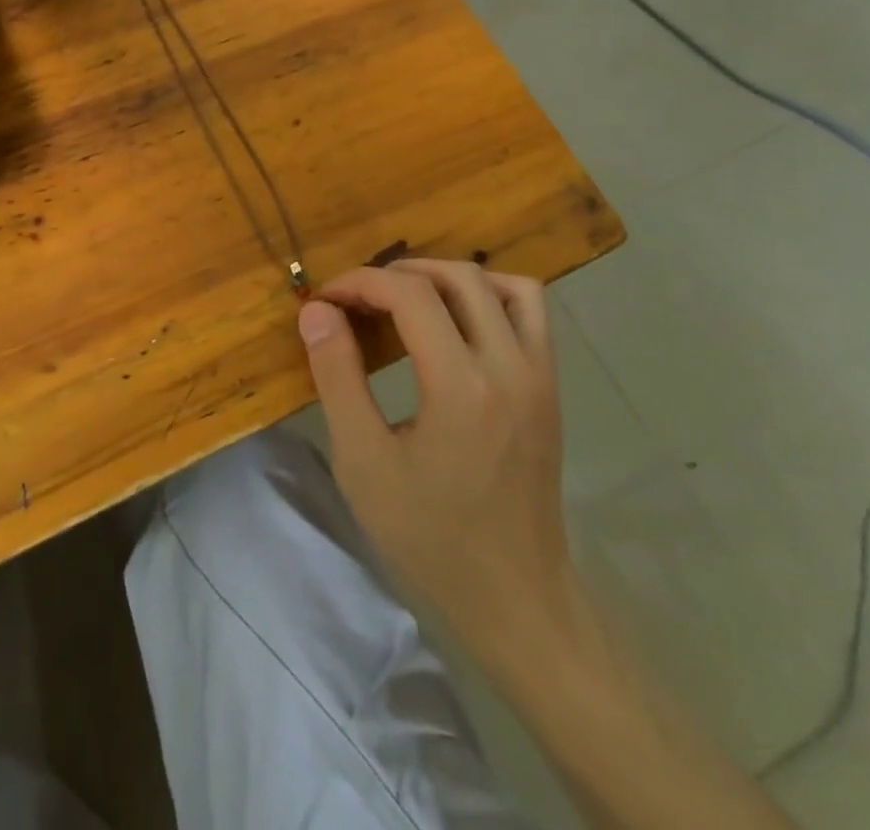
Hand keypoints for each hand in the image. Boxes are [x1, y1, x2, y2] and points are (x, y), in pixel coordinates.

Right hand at [299, 259, 570, 642]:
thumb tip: (317, 311)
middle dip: (399, 273)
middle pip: (457, 277)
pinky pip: (530, 311)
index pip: (410, 294)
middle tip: (359, 298)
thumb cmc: (429, 536)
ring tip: (409, 299)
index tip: (326, 298)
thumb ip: (337, 377)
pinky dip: (490, 295)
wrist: (515, 596)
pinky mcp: (551, 386)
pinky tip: (458, 322)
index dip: (361, 282)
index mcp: (461, 386)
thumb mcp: (363, 462)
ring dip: (449, 278)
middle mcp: (510, 365)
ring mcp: (540, 373)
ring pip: (502, 283)